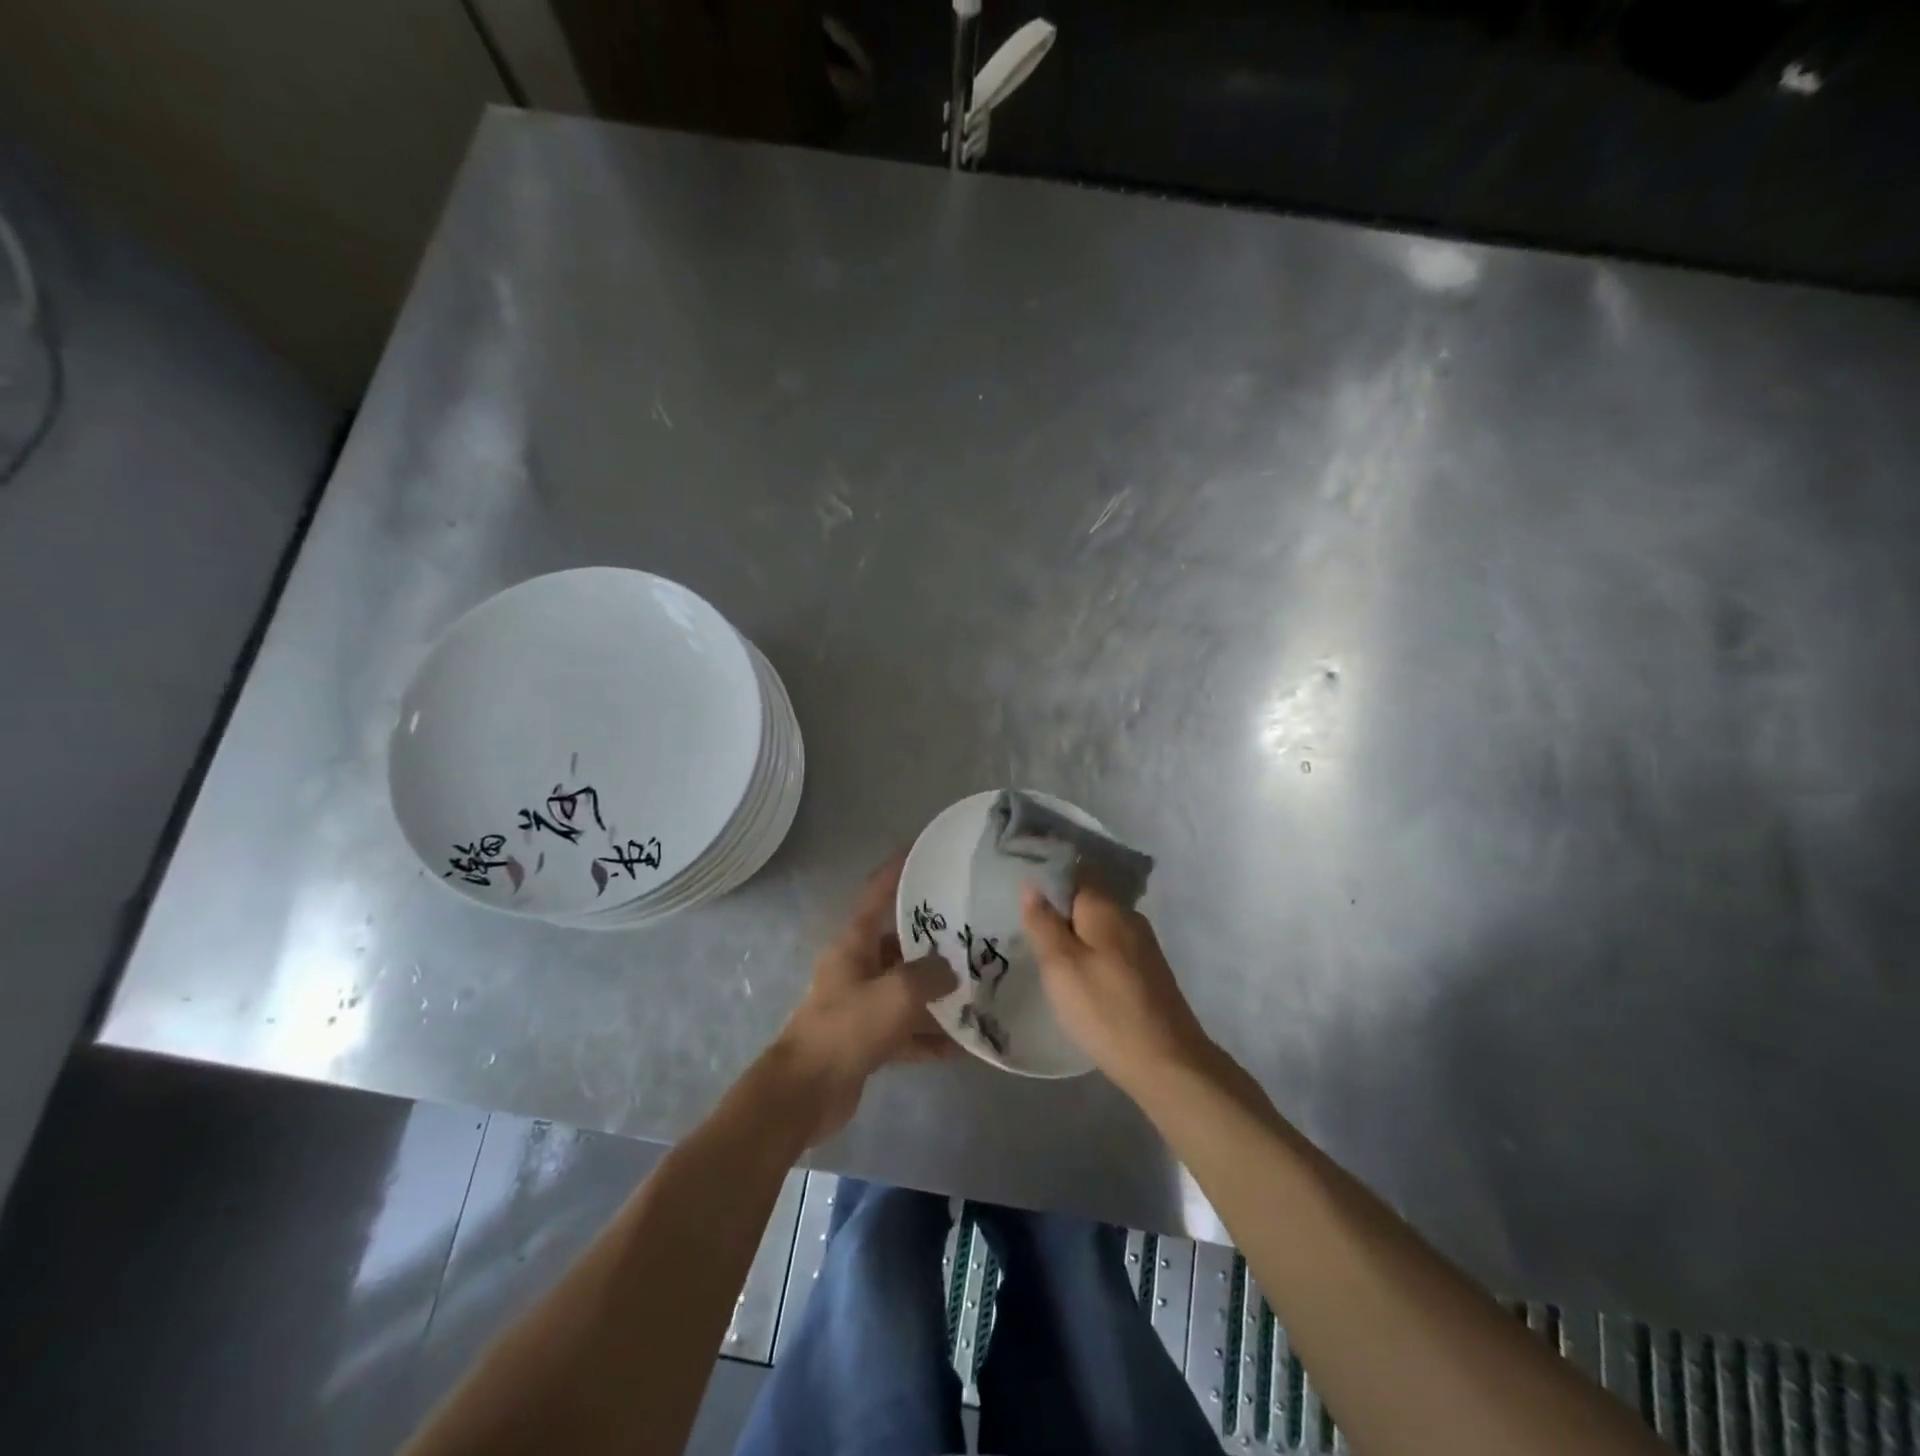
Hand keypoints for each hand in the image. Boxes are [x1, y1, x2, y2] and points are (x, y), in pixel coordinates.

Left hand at [771, 853, 957, 1144]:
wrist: (805, 1092)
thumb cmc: (847, 1028)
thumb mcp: (897, 993)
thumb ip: (930, 975)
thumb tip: (951, 971)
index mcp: (854, 944)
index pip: (876, 896)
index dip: (896, 872)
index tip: (921, 853)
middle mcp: (856, 968)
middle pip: (899, 946)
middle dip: (933, 943)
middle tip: (972, 936)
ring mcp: (861, 1006)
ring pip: (905, 990)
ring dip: (936, 994)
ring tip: (977, 991)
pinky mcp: (866, 1041)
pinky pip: (905, 1030)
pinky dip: (929, 1036)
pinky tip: (963, 1045)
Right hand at [1021, 885, 1214, 1093]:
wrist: (1167, 1062)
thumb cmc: (1104, 1009)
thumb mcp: (1060, 966)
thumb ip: (1043, 922)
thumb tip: (1032, 884)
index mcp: (1105, 906)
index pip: (1074, 870)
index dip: (1047, 876)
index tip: (1022, 890)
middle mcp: (1128, 915)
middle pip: (1087, 897)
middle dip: (1059, 907)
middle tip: (1026, 926)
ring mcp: (1143, 943)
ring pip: (1099, 924)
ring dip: (1075, 932)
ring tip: (1046, 952)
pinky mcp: (1148, 970)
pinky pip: (1111, 946)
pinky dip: (1092, 952)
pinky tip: (1078, 974)